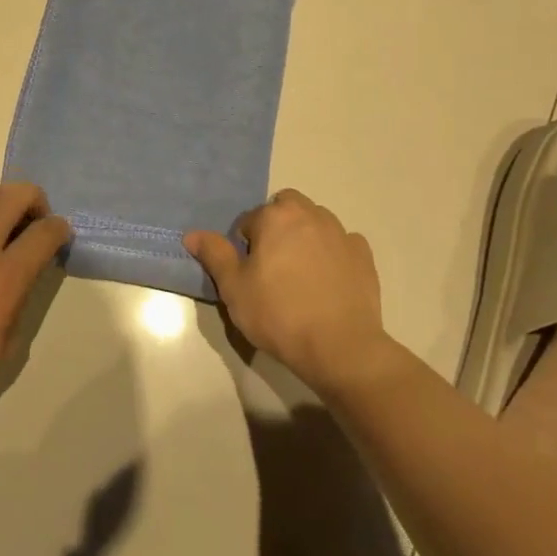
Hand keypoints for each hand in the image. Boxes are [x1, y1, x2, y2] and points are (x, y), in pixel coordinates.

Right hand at [185, 190, 394, 396]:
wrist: (340, 347)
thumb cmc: (278, 314)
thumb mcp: (233, 288)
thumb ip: (214, 254)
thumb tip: (192, 234)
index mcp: (276, 217)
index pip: (250, 220)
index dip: (244, 245)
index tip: (248, 273)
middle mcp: (311, 215)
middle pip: (287, 207)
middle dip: (277, 226)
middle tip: (271, 265)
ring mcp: (341, 234)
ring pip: (316, 222)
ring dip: (304, 236)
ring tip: (300, 275)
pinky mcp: (364, 256)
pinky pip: (342, 244)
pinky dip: (332, 254)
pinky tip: (327, 281)